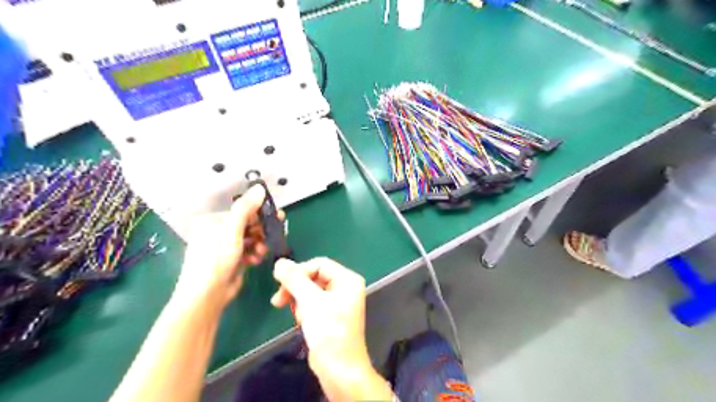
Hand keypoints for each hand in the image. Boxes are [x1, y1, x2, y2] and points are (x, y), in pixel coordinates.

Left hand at [176, 186, 281, 307]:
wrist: (207, 295)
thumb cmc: (216, 259)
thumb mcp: (232, 230)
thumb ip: (246, 208)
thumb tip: (259, 188)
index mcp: (213, 222)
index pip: (241, 212)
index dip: (259, 214)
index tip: (276, 217)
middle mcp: (217, 232)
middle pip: (247, 225)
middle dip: (261, 231)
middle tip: (274, 233)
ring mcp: (225, 248)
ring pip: (250, 239)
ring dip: (259, 243)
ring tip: (261, 251)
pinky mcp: (232, 260)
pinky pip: (249, 251)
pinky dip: (255, 253)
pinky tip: (256, 259)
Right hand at [271, 258, 391, 400]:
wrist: (338, 369)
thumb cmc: (329, 331)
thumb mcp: (310, 302)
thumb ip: (295, 280)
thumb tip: (279, 262)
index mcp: (347, 279)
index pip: (319, 264)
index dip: (299, 272)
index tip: (280, 284)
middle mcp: (344, 287)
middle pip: (313, 277)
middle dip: (296, 288)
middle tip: (278, 301)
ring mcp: (337, 301)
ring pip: (309, 291)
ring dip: (298, 301)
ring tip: (298, 317)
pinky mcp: (329, 315)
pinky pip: (311, 303)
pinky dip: (303, 310)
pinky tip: (302, 322)